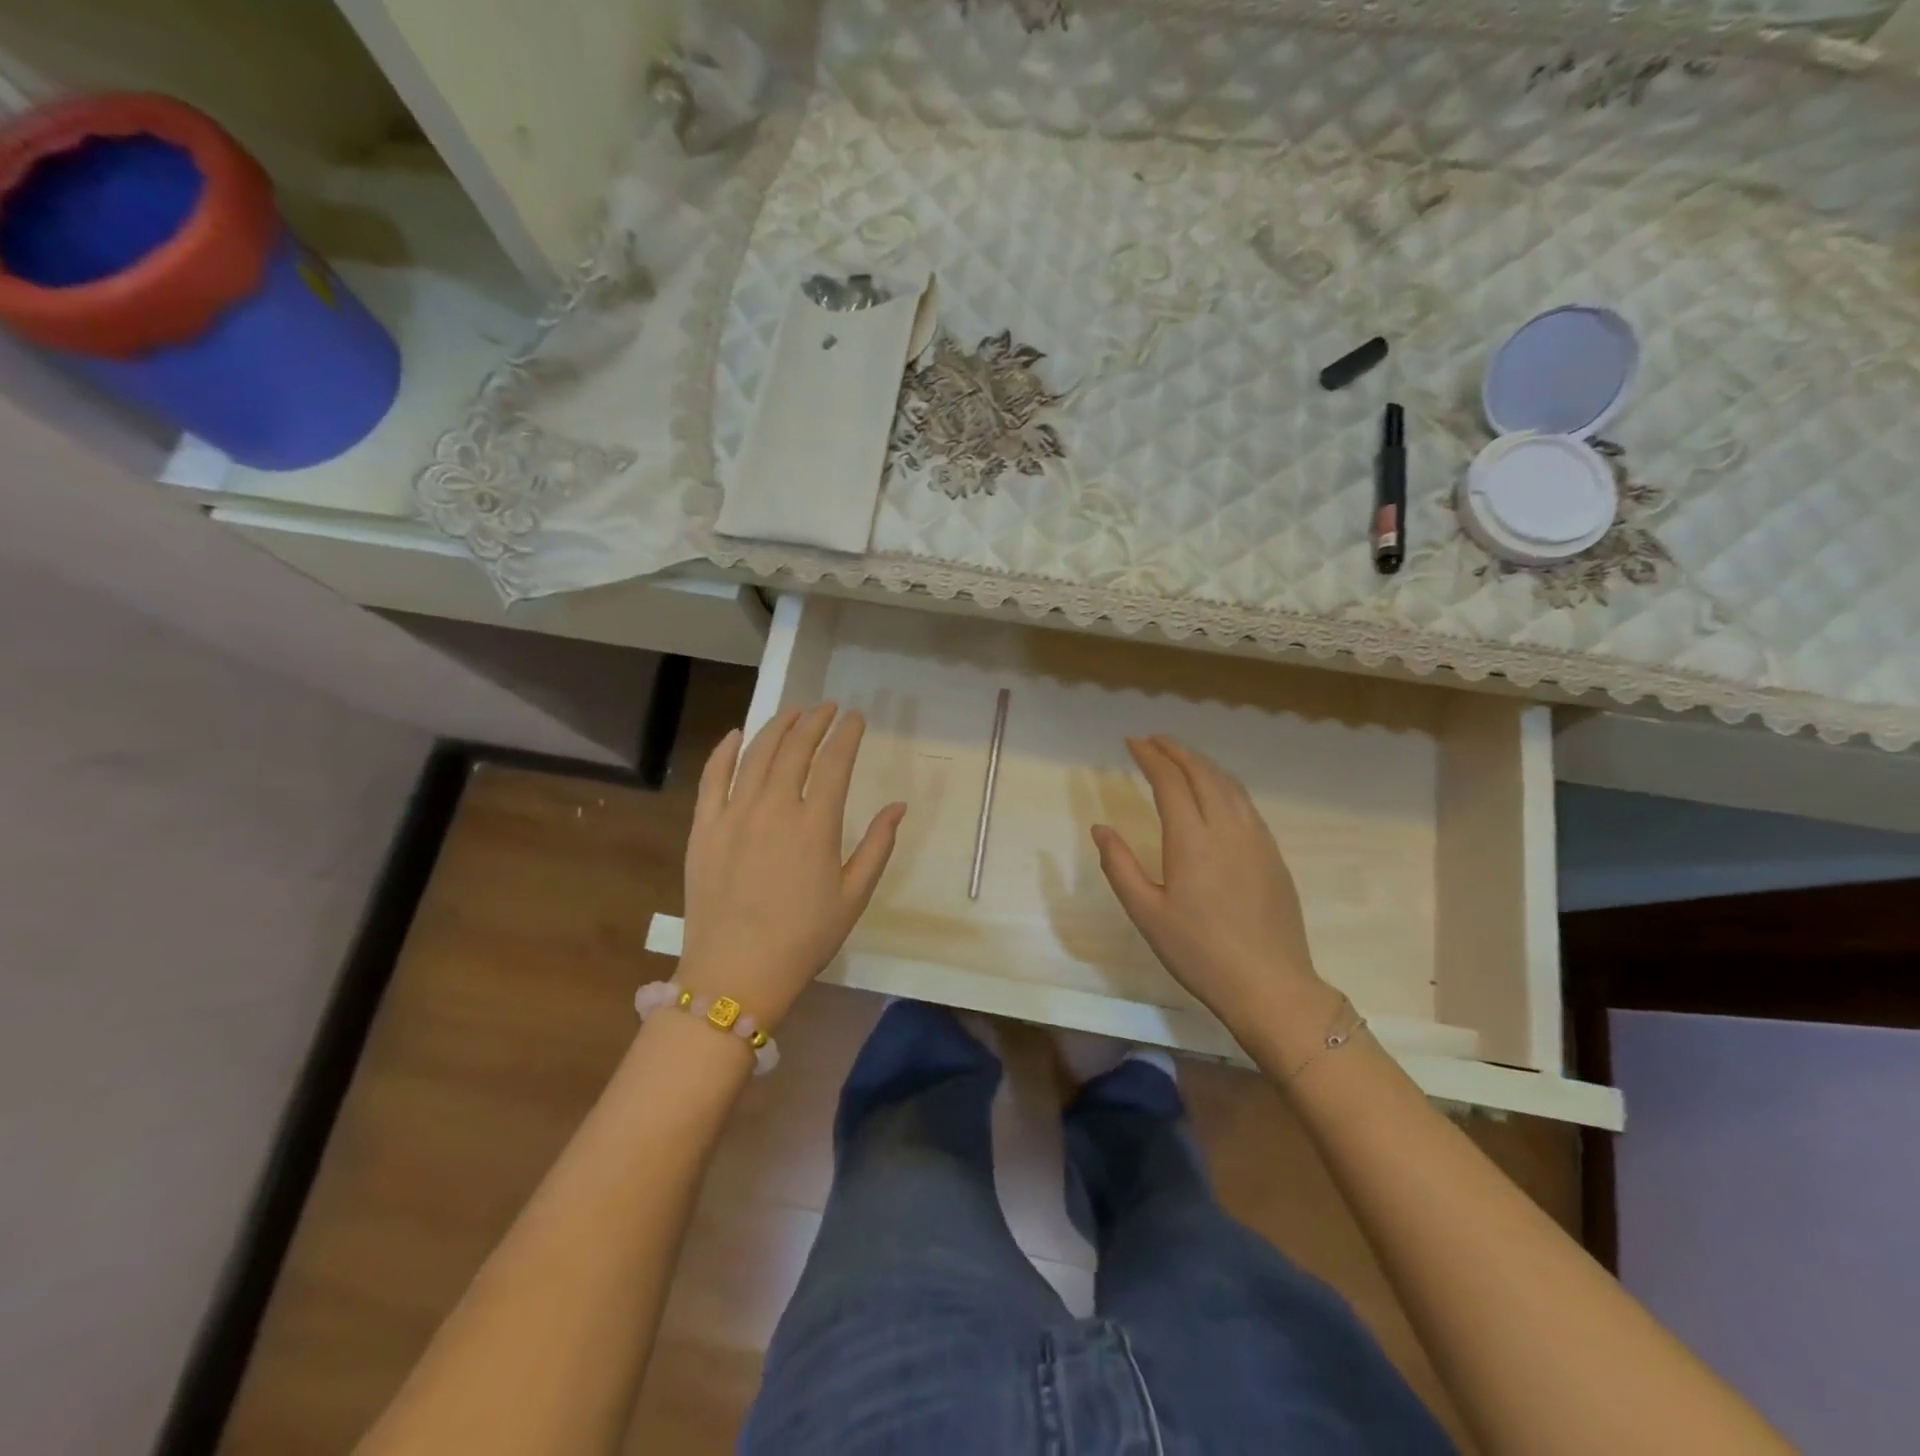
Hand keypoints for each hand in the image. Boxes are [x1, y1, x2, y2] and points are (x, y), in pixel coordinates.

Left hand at [678, 704, 905, 1028]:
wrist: (736, 973)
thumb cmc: (804, 938)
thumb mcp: (853, 896)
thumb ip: (877, 846)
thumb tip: (898, 806)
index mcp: (815, 824)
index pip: (835, 762)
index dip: (847, 734)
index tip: (856, 717)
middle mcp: (774, 807)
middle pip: (795, 748)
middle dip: (815, 721)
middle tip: (827, 708)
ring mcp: (734, 814)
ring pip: (757, 754)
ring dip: (777, 726)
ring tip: (793, 712)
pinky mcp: (704, 828)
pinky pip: (712, 777)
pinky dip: (725, 751)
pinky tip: (737, 734)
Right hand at [1093, 735, 1332, 1039]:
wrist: (1269, 984)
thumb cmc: (1199, 952)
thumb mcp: (1146, 914)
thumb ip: (1119, 866)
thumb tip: (1101, 829)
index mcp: (1191, 839)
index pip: (1170, 781)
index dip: (1150, 757)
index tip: (1132, 742)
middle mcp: (1226, 827)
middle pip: (1202, 772)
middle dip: (1176, 751)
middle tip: (1154, 741)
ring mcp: (1256, 838)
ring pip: (1228, 784)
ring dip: (1202, 763)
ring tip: (1181, 758)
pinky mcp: (1272, 853)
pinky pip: (1245, 802)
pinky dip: (1224, 783)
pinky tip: (1216, 791)